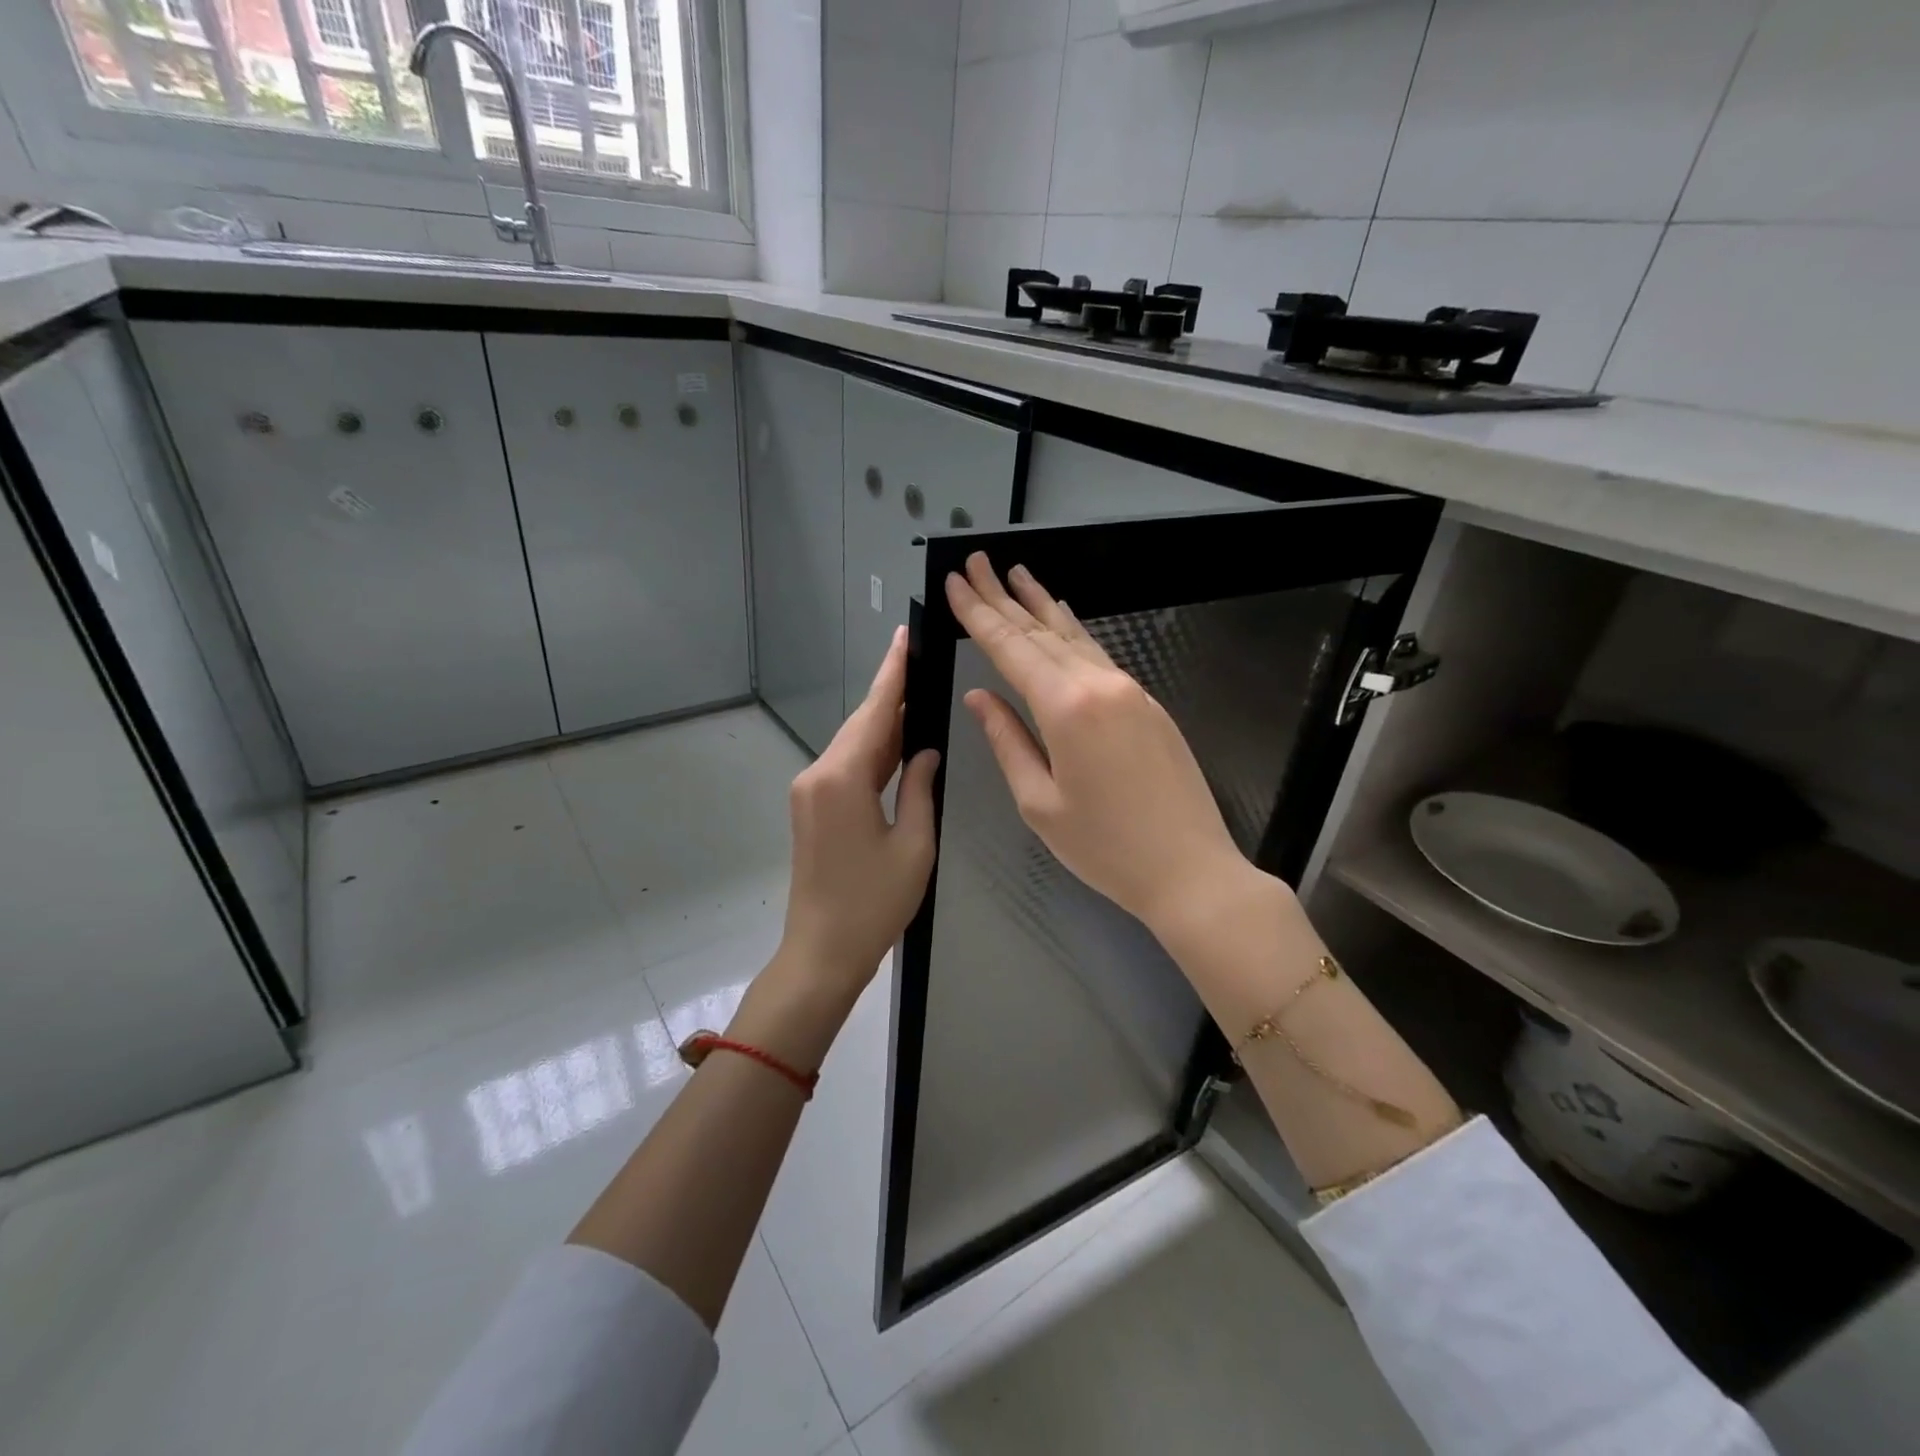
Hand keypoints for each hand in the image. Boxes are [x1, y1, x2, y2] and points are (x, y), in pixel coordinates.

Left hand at [777, 626, 940, 1003]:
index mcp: (842, 778)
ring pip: (853, 745)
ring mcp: (809, 791)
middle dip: (890, 693)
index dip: (891, 673)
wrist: (821, 952)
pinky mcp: (811, 808)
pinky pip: (846, 767)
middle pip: (861, 724)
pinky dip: (872, 752)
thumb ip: (920, 788)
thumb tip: (925, 751)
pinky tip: (898, 744)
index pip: (874, 713)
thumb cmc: (873, 904)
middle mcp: (818, 775)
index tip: (903, 636)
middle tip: (921, 661)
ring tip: (918, 696)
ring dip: (883, 724)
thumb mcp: (914, 845)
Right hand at [946, 553, 1250, 937]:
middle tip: (977, 562)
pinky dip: (1072, 633)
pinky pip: (1099, 655)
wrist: (1191, 870)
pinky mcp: (1148, 704)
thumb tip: (980, 698)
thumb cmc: (1105, 847)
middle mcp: (1099, 685)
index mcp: (1066, 708)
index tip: (956, 581)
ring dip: (1041, 605)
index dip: (979, 613)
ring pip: (1075, 637)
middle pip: (1041, 631)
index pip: (1010, 648)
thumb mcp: (1040, 802)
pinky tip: (1062, 622)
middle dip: (1004, 596)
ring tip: (1017, 575)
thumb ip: (1008, 741)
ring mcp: (1130, 691)